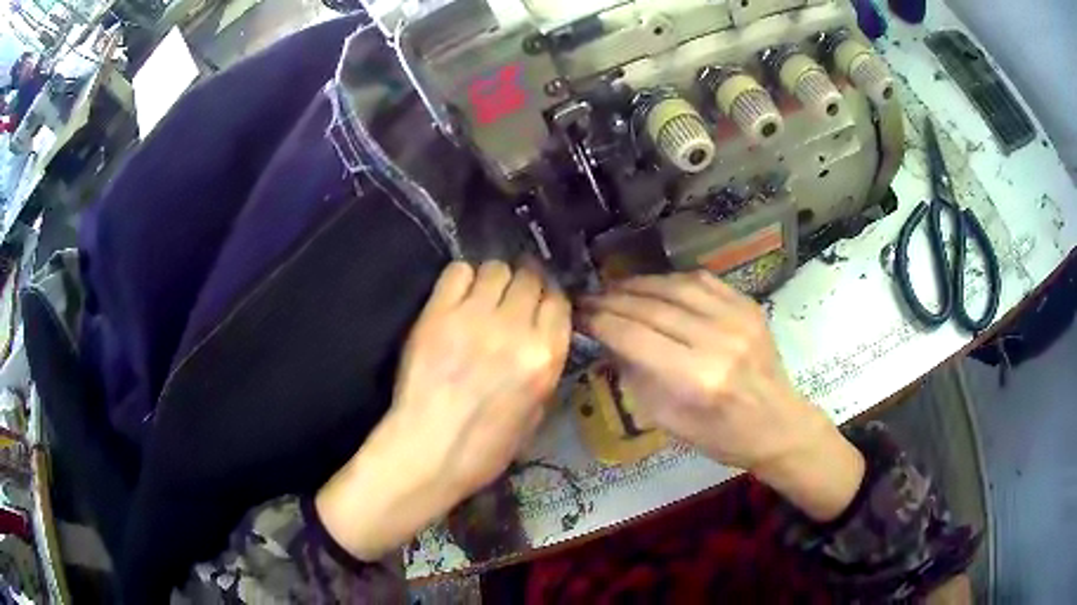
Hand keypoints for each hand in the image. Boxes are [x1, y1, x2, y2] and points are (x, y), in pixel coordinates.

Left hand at [316, 261, 570, 559]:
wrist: (427, 453)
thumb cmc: (484, 448)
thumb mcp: (535, 416)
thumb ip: (543, 370)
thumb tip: (538, 337)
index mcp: (545, 358)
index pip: (557, 301)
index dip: (547, 297)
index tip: (536, 302)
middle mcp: (516, 330)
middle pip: (528, 278)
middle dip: (522, 285)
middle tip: (507, 298)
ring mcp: (474, 318)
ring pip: (495, 268)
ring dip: (493, 280)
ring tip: (481, 297)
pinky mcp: (437, 314)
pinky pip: (458, 271)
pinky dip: (462, 278)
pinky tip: (457, 297)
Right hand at [582, 271, 863, 520]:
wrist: (777, 424)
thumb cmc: (720, 436)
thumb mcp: (668, 422)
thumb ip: (637, 377)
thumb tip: (609, 341)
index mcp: (696, 379)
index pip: (634, 336)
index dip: (600, 321)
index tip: (578, 314)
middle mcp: (717, 340)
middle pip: (652, 307)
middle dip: (613, 299)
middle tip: (588, 298)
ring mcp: (737, 318)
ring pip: (675, 286)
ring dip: (638, 284)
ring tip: (614, 288)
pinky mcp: (748, 306)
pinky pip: (702, 281)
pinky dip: (671, 280)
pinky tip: (654, 285)